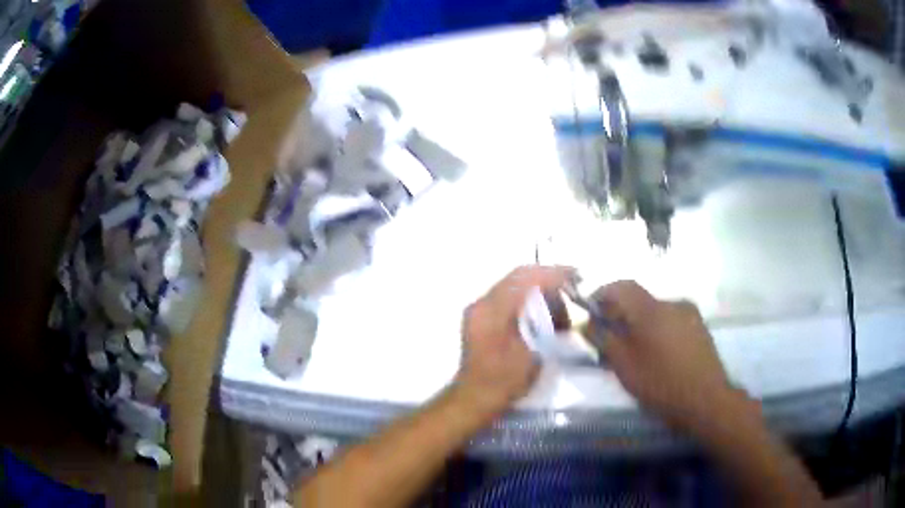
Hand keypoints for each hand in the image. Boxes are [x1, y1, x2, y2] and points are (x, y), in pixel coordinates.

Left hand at [454, 265, 574, 418]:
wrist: (474, 399)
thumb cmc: (504, 381)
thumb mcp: (532, 354)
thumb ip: (544, 324)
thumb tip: (557, 307)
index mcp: (492, 309)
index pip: (525, 277)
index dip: (553, 273)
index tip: (577, 276)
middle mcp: (482, 303)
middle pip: (519, 278)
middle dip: (548, 282)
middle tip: (572, 294)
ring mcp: (479, 310)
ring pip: (514, 287)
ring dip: (539, 293)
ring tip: (559, 314)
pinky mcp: (481, 319)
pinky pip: (508, 300)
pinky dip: (528, 303)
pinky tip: (544, 318)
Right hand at [589, 281, 748, 434]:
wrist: (706, 400)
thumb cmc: (661, 384)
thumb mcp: (625, 366)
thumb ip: (604, 340)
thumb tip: (588, 323)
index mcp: (652, 309)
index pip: (622, 286)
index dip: (603, 293)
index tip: (591, 310)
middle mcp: (673, 303)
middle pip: (640, 299)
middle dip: (622, 313)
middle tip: (611, 336)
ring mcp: (690, 313)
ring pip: (656, 311)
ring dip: (641, 323)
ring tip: (636, 349)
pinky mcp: (700, 326)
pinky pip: (672, 320)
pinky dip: (658, 329)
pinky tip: (659, 353)